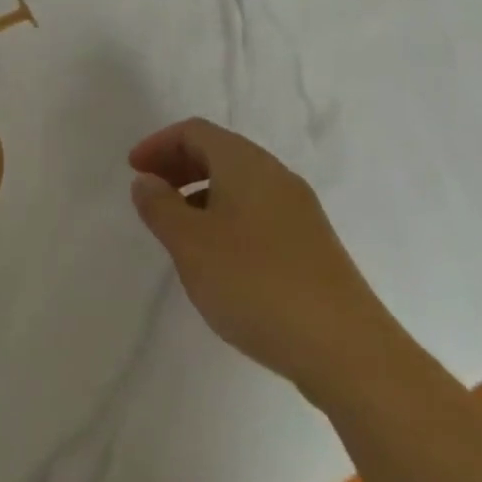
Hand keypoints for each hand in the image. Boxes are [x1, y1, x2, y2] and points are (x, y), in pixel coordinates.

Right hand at [129, 117, 410, 404]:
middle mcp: (276, 176)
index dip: (159, 144)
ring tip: (178, 229)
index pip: (195, 131)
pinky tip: (219, 258)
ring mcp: (300, 211)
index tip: (134, 171)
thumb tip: (146, 181)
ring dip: (202, 193)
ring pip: (240, 184)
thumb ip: (160, 207)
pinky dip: (227, 216)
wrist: (348, 351)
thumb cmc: (256, 283)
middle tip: (150, 193)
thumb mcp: (190, 244)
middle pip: (220, 152)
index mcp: (245, 164)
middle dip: (179, 165)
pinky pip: (259, 211)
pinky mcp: (313, 246)